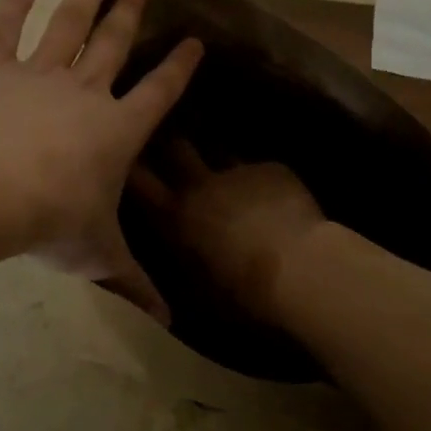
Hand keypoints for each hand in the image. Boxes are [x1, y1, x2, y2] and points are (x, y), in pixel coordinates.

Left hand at [0, 0, 200, 319]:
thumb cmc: (48, 221)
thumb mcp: (96, 255)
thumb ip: (133, 282)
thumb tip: (170, 322)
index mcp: (116, 130)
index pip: (159, 93)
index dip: (179, 66)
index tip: (194, 39)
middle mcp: (84, 91)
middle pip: (115, 43)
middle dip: (132, 12)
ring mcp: (38, 74)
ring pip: (69, 25)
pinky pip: (4, 30)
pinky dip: (13, 5)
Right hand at [130, 144, 324, 321]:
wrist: (301, 269)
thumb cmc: (243, 292)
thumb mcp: (199, 289)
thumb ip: (182, 263)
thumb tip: (174, 262)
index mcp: (176, 215)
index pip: (139, 180)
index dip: (130, 165)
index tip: (129, 157)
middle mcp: (200, 184)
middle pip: (176, 146)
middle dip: (170, 140)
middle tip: (170, 138)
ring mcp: (237, 171)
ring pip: (218, 147)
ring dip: (215, 153)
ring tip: (222, 161)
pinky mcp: (271, 169)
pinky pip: (258, 165)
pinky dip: (259, 175)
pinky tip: (271, 189)